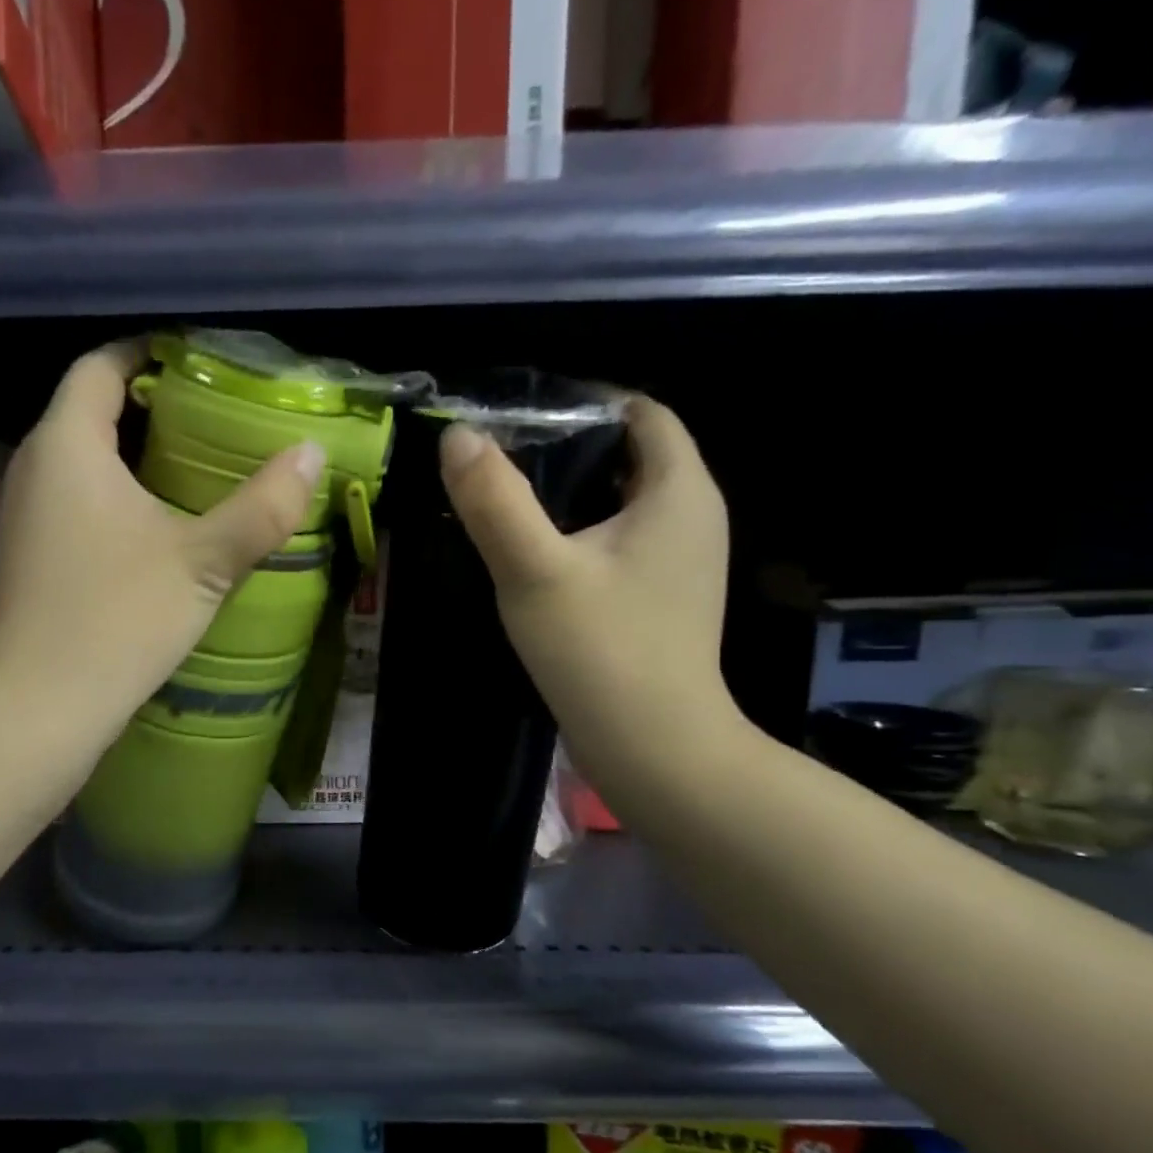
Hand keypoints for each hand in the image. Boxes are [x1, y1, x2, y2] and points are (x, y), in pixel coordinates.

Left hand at [0, 341, 324, 748]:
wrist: (41, 707)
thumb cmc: (119, 620)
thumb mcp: (204, 562)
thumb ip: (262, 507)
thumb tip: (310, 454)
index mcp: (67, 446)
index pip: (100, 366)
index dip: (147, 352)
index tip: (198, 361)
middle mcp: (33, 468)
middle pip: (90, 411)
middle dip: (150, 407)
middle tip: (214, 419)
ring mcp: (24, 515)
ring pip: (81, 461)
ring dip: (133, 456)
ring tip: (196, 469)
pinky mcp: (30, 556)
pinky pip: (74, 502)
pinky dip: (114, 496)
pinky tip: (157, 528)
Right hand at [439, 396, 738, 781]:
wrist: (651, 748)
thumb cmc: (599, 651)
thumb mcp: (534, 570)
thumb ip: (494, 500)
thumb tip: (457, 436)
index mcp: (680, 491)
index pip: (643, 413)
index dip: (585, 404)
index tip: (520, 419)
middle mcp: (694, 517)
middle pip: (632, 456)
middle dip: (569, 450)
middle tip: (501, 462)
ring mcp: (682, 563)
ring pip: (624, 504)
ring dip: (572, 497)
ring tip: (509, 505)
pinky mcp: (663, 600)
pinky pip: (622, 544)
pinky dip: (583, 537)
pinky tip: (539, 560)